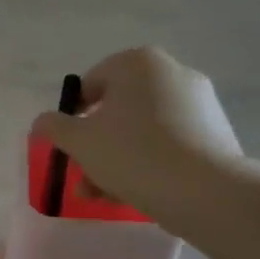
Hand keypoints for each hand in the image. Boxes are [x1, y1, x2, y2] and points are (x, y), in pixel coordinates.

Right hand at [30, 47, 246, 228]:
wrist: (205, 191)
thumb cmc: (132, 154)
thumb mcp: (77, 140)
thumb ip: (53, 126)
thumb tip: (43, 122)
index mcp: (138, 63)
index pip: (90, 84)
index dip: (71, 117)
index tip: (68, 146)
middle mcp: (172, 72)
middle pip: (117, 110)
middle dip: (95, 145)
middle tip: (82, 175)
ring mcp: (200, 102)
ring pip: (141, 130)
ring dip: (116, 159)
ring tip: (102, 195)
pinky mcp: (216, 131)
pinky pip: (168, 143)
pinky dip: (148, 162)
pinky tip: (134, 193)